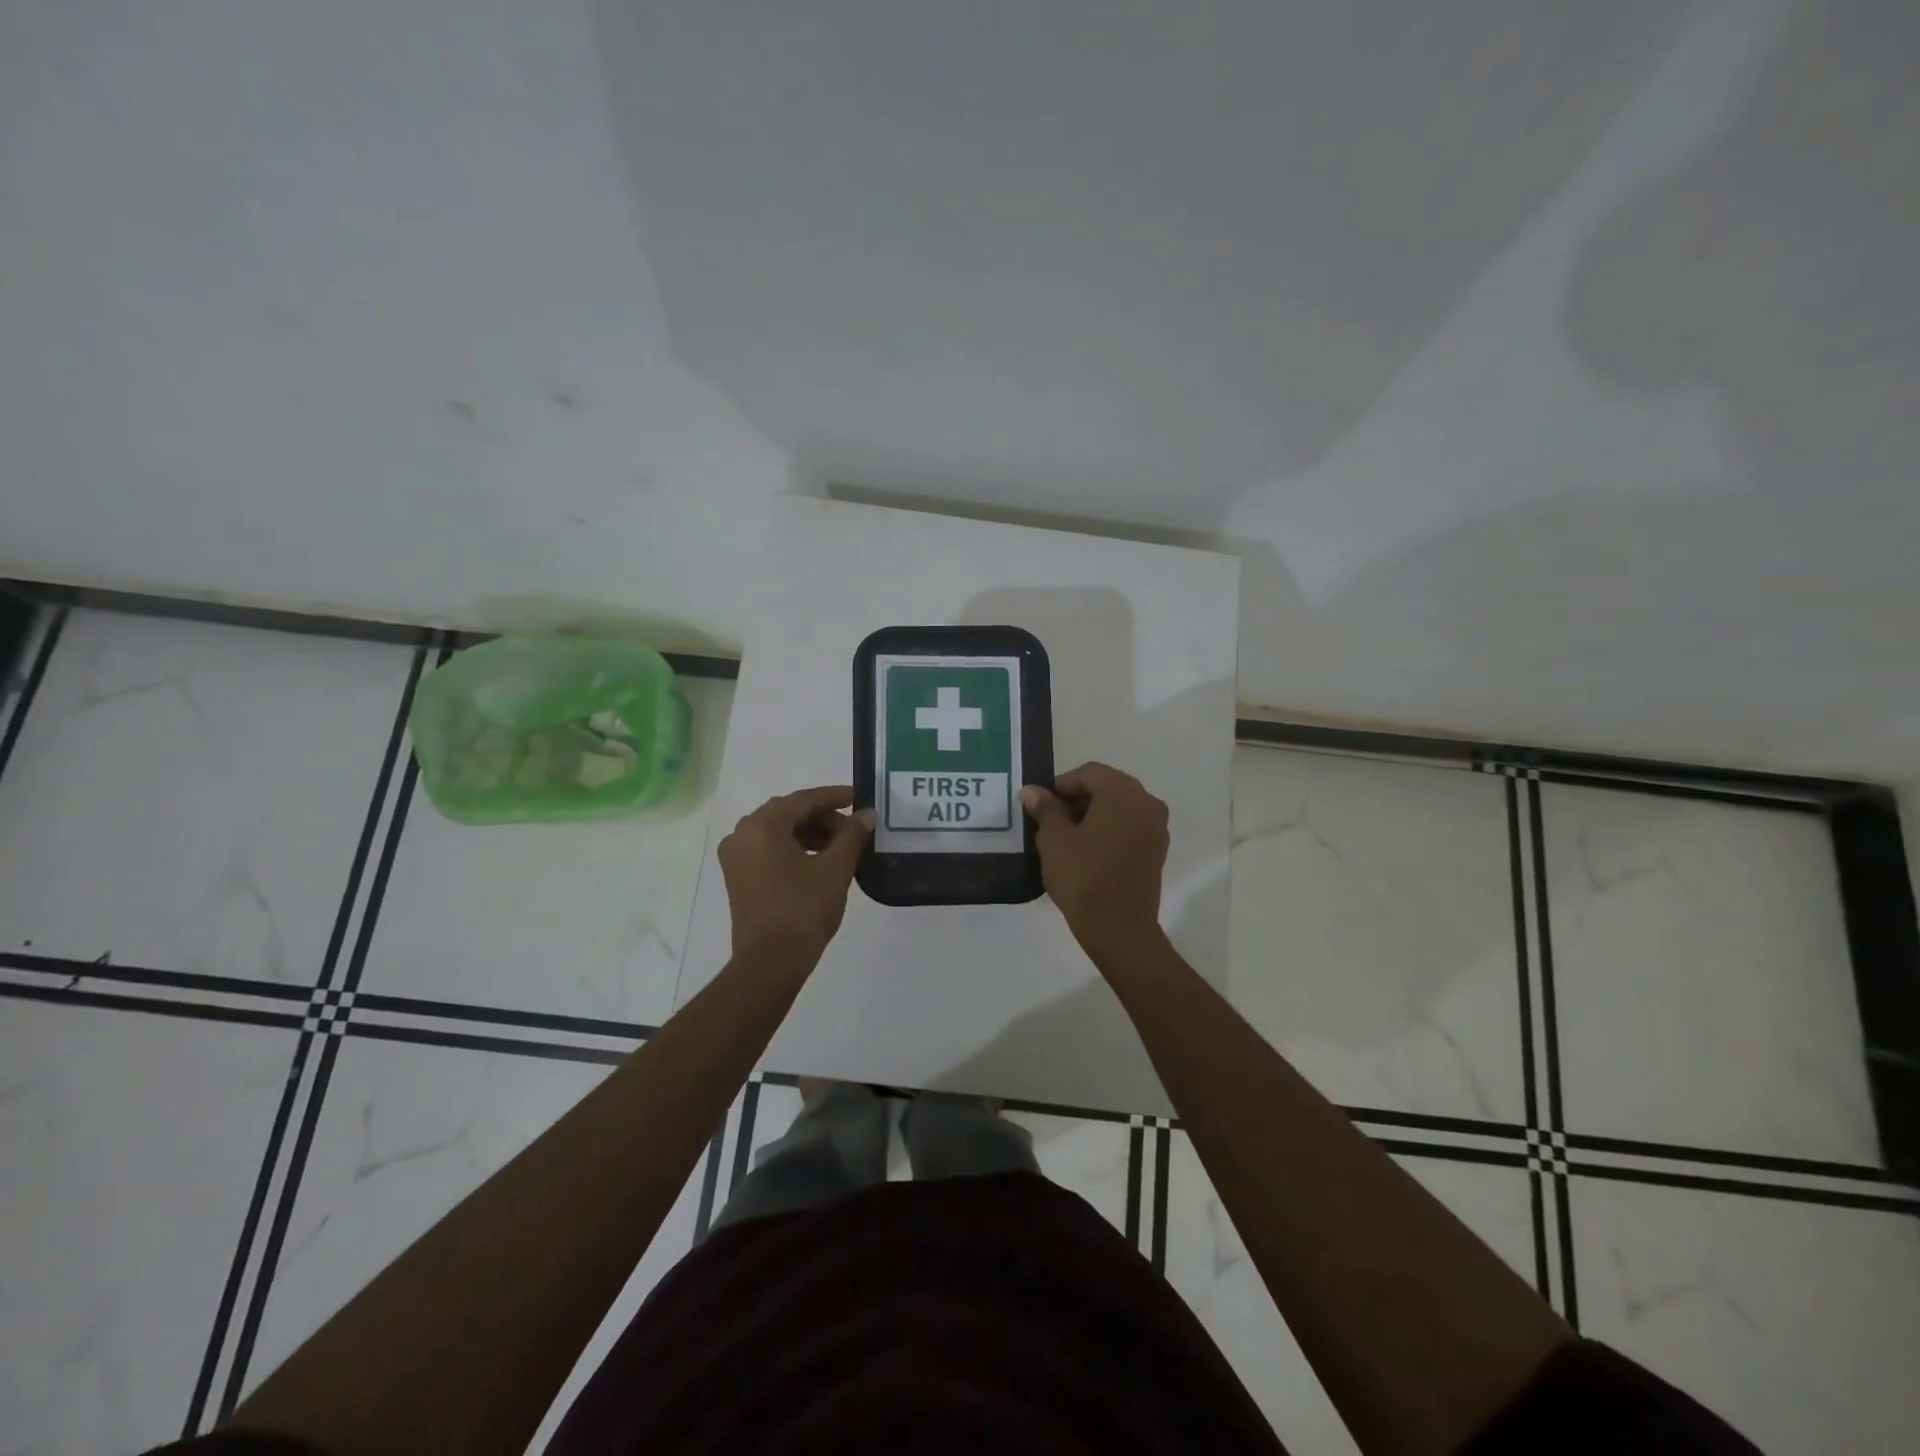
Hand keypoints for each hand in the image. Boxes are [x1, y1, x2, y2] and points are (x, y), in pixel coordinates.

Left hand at [717, 785, 872, 960]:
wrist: (770, 963)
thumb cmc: (803, 910)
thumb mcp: (835, 869)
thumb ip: (852, 835)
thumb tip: (867, 814)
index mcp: (762, 826)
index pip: (803, 800)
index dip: (834, 797)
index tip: (858, 797)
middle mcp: (741, 835)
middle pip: (788, 813)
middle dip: (823, 818)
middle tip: (854, 829)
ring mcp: (736, 858)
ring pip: (778, 832)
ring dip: (810, 834)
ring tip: (841, 848)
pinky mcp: (738, 878)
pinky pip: (769, 850)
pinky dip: (794, 849)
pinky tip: (820, 862)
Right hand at [1020, 762, 1168, 955]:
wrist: (1118, 927)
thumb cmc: (1083, 876)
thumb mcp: (1054, 839)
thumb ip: (1045, 809)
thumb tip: (1032, 791)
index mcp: (1122, 792)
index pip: (1089, 773)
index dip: (1062, 784)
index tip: (1042, 805)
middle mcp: (1146, 802)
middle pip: (1108, 786)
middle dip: (1079, 798)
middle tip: (1052, 819)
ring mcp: (1156, 827)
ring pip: (1120, 807)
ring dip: (1095, 814)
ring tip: (1068, 837)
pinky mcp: (1157, 850)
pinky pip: (1131, 826)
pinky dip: (1110, 829)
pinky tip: (1090, 850)